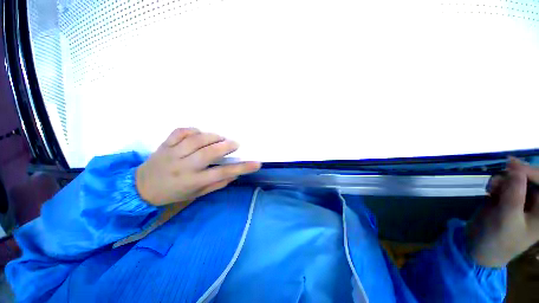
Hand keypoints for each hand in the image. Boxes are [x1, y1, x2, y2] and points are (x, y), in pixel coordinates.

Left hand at [135, 128, 260, 205]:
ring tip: (220, 138)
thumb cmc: (174, 193)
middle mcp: (184, 166)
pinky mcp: (165, 144)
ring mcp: (173, 153)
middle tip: (235, 144)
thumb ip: (217, 184)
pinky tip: (200, 133)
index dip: (242, 168)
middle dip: (227, 146)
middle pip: (209, 152)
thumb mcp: (197, 194)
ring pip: (197, 139)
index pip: (223, 173)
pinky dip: (194, 130)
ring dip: (213, 136)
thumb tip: (235, 174)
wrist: (142, 187)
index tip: (257, 163)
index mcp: (193, 181)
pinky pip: (181, 131)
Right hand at [465, 158, 538, 267]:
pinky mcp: (507, 199)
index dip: (532, 172)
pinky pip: (505, 183)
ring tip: (491, 187)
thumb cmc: (498, 239)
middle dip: (516, 174)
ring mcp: (521, 201)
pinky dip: (497, 182)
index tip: (512, 165)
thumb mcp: (507, 218)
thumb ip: (514, 194)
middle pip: (532, 179)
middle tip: (501, 171)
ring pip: (517, 179)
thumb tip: (515, 168)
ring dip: (503, 178)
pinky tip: (489, 190)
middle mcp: (536, 204)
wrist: (478, 247)